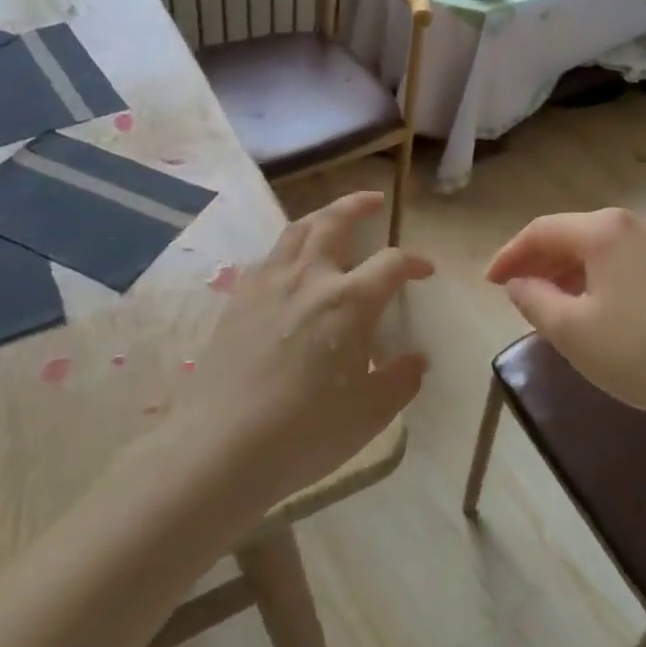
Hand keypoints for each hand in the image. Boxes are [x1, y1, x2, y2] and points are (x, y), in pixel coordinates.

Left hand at [193, 191, 432, 509]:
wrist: (222, 446)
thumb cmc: (306, 432)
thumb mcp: (369, 413)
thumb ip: (399, 381)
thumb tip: (416, 361)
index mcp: (349, 302)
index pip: (391, 264)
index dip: (413, 262)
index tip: (424, 271)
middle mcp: (310, 278)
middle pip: (335, 222)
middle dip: (358, 205)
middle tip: (373, 200)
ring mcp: (268, 284)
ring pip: (296, 231)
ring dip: (321, 216)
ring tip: (332, 219)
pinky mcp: (238, 300)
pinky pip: (269, 257)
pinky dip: (289, 247)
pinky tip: (291, 265)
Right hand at [486, 208, 645, 426]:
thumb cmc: (639, 353)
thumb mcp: (571, 331)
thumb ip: (533, 299)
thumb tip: (518, 283)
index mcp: (606, 230)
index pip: (542, 231)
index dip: (510, 254)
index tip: (489, 283)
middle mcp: (638, 222)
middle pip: (575, 234)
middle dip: (541, 261)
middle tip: (516, 291)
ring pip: (604, 248)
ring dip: (571, 270)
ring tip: (552, 302)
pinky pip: (630, 260)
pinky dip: (603, 276)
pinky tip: (596, 305)